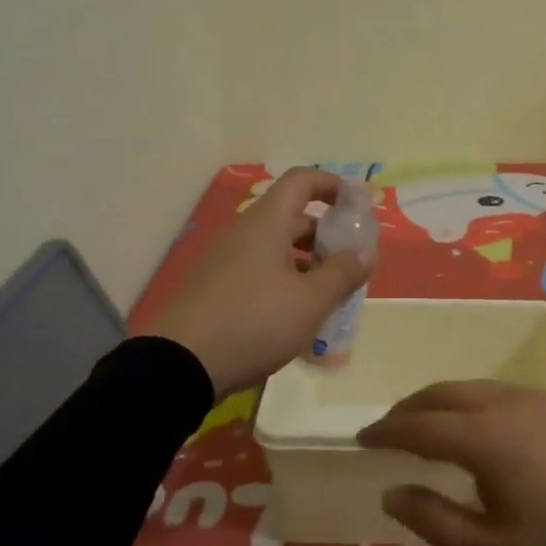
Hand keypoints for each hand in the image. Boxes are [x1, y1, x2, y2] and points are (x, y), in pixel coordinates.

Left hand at [150, 167, 371, 399]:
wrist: (180, 366)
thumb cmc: (254, 322)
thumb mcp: (310, 301)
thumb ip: (342, 273)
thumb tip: (365, 252)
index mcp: (266, 223)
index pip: (302, 180)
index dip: (333, 185)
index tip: (359, 206)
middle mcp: (245, 233)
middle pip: (293, 217)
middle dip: (327, 236)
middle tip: (352, 264)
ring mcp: (226, 260)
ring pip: (277, 248)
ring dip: (308, 264)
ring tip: (331, 296)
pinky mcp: (217, 288)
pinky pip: (260, 271)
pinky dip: (286, 282)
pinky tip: (298, 317)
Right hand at [357, 381, 545, 545]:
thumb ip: (435, 519)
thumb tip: (391, 492)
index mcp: (482, 437)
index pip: (419, 425)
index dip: (387, 431)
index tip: (362, 437)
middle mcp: (500, 403)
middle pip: (441, 393)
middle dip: (409, 408)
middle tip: (388, 428)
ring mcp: (530, 396)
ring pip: (470, 387)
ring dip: (439, 401)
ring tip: (426, 424)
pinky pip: (495, 390)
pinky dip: (468, 400)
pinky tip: (475, 424)